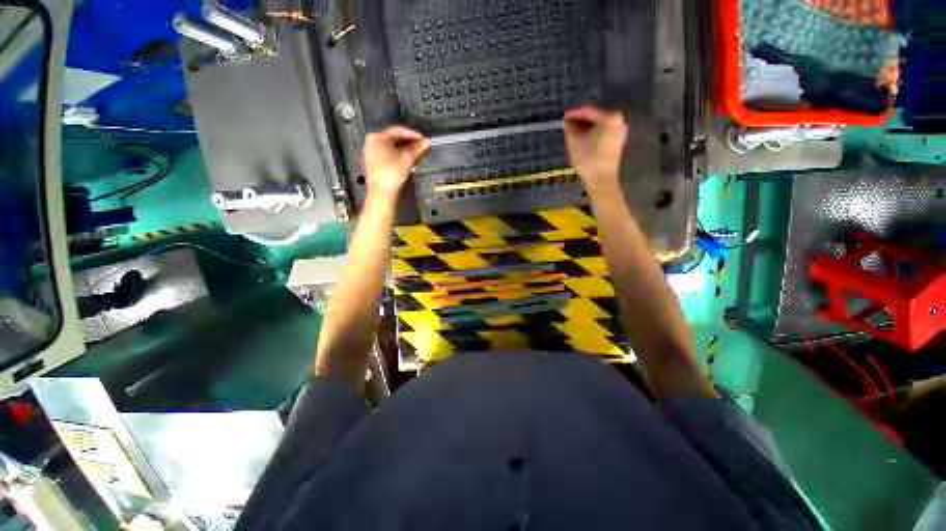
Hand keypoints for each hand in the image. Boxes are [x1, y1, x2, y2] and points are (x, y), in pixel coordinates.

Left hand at [361, 126, 429, 199]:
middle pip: (395, 140)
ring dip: (407, 152)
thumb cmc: (388, 175)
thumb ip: (418, 149)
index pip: (398, 131)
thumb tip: (425, 143)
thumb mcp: (407, 158)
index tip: (422, 139)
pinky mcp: (376, 166)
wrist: (382, 192)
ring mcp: (373, 155)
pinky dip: (400, 158)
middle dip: (410, 144)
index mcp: (376, 138)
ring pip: (393, 149)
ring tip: (417, 156)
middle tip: (421, 147)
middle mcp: (372, 144)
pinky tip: (409, 163)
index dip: (412, 134)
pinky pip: (390, 157)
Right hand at [563, 107, 627, 190]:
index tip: (563, 117)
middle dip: (581, 121)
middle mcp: (618, 120)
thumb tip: (567, 122)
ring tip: (573, 133)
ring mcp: (620, 131)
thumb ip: (570, 128)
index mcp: (609, 117)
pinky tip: (583, 139)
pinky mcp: (618, 142)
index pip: (588, 112)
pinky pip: (604, 133)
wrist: (601, 179)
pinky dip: (593, 134)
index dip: (574, 114)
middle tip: (567, 125)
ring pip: (599, 126)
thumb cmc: (588, 159)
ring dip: (586, 128)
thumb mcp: (574, 142)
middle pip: (595, 117)